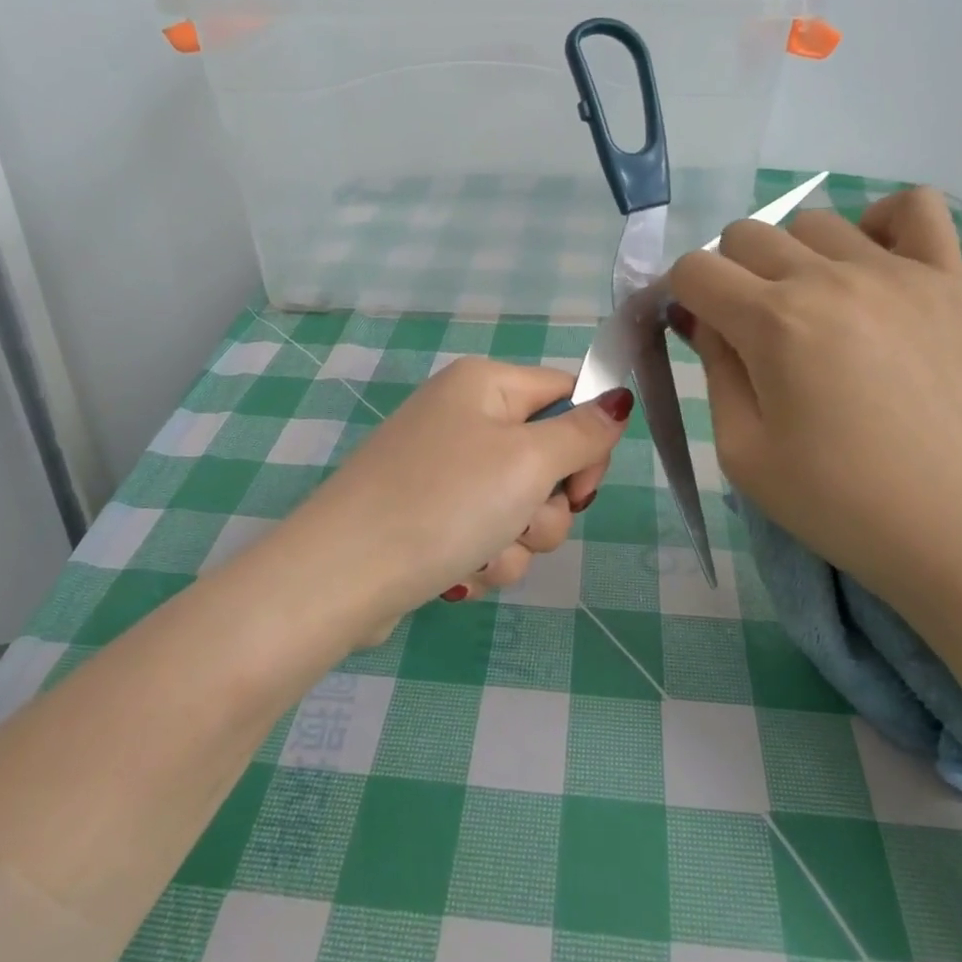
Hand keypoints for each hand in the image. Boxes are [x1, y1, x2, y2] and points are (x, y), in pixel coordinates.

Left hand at [292, 357, 631, 636]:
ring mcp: (444, 470)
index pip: (569, 394)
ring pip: (521, 509)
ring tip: (478, 554)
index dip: (587, 444)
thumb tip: (619, 398)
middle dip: (544, 509)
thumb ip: (583, 432)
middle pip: (547, 460)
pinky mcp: (431, 516)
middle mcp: (464, 418)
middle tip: (518, 522)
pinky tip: (455, 572)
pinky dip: (483, 559)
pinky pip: (487, 535)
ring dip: (515, 543)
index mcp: (486, 385)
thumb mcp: (527, 461)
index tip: (580, 490)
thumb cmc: (443, 502)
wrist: (342, 576)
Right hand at [669, 188, 961, 611]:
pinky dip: (881, 223)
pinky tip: (873, 268)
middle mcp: (829, 278)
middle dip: (729, 278)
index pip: (695, 270)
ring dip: (794, 258)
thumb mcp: (744, 453)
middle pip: (745, 236)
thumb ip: (714, 371)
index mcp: (773, 323)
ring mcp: (896, 272)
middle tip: (753, 336)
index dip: (683, 299)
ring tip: (815, 313)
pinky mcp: (949, 281)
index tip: (701, 336)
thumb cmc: (842, 505)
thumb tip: (703, 319)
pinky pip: (914, 206)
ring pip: (813, 222)